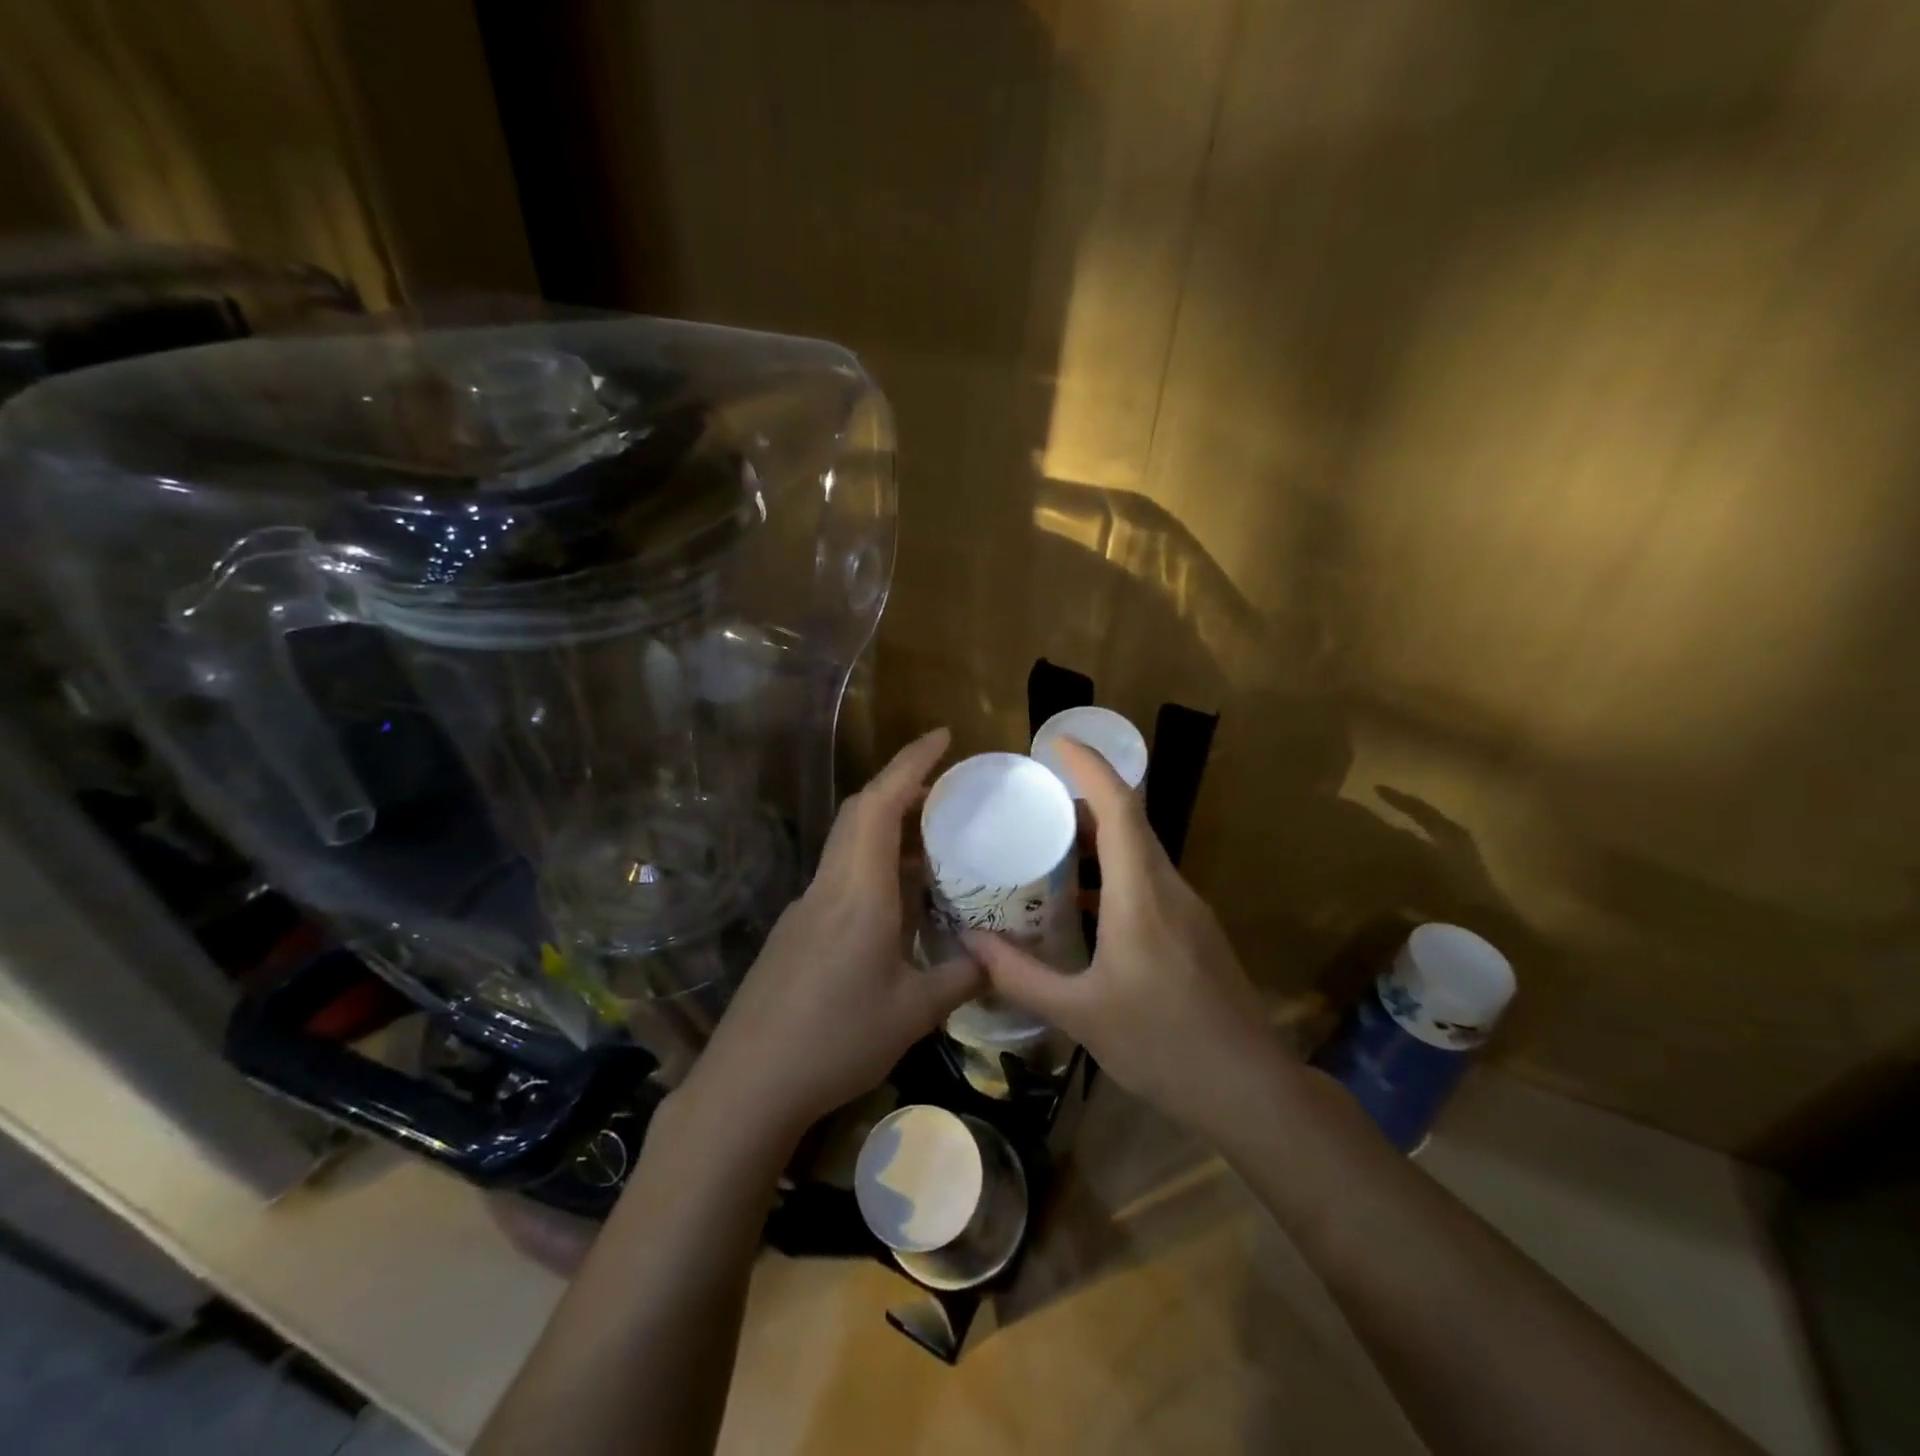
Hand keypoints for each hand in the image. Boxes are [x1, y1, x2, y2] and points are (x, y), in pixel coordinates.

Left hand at [688, 728, 982, 1141]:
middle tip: (948, 789)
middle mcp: (829, 886)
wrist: (747, 1085)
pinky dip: (873, 865)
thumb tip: (998, 959)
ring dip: (888, 827)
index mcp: (859, 892)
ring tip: (934, 840)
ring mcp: (806, 908)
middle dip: (902, 786)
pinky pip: (840, 876)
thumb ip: (961, 978)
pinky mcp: (797, 931)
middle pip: (860, 812)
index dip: (911, 762)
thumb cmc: (835, 1041)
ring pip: (848, 844)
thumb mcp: (913, 1013)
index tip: (943, 736)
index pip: (881, 804)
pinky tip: (898, 900)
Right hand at [964, 737, 1275, 1136]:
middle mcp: (1169, 888)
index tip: (1057, 744)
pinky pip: (1148, 881)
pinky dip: (1112, 873)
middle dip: (1084, 799)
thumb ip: (1020, 975)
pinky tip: (1082, 906)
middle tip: (1033, 800)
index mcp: (1141, 895)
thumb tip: (969, 941)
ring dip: (1098, 839)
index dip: (1090, 768)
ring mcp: (1188, 909)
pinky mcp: (1194, 931)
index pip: (1121, 808)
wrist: (1249, 1088)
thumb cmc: (1162, 1045)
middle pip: (1130, 822)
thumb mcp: (1079, 1014)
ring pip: (1141, 852)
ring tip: (1048, 847)